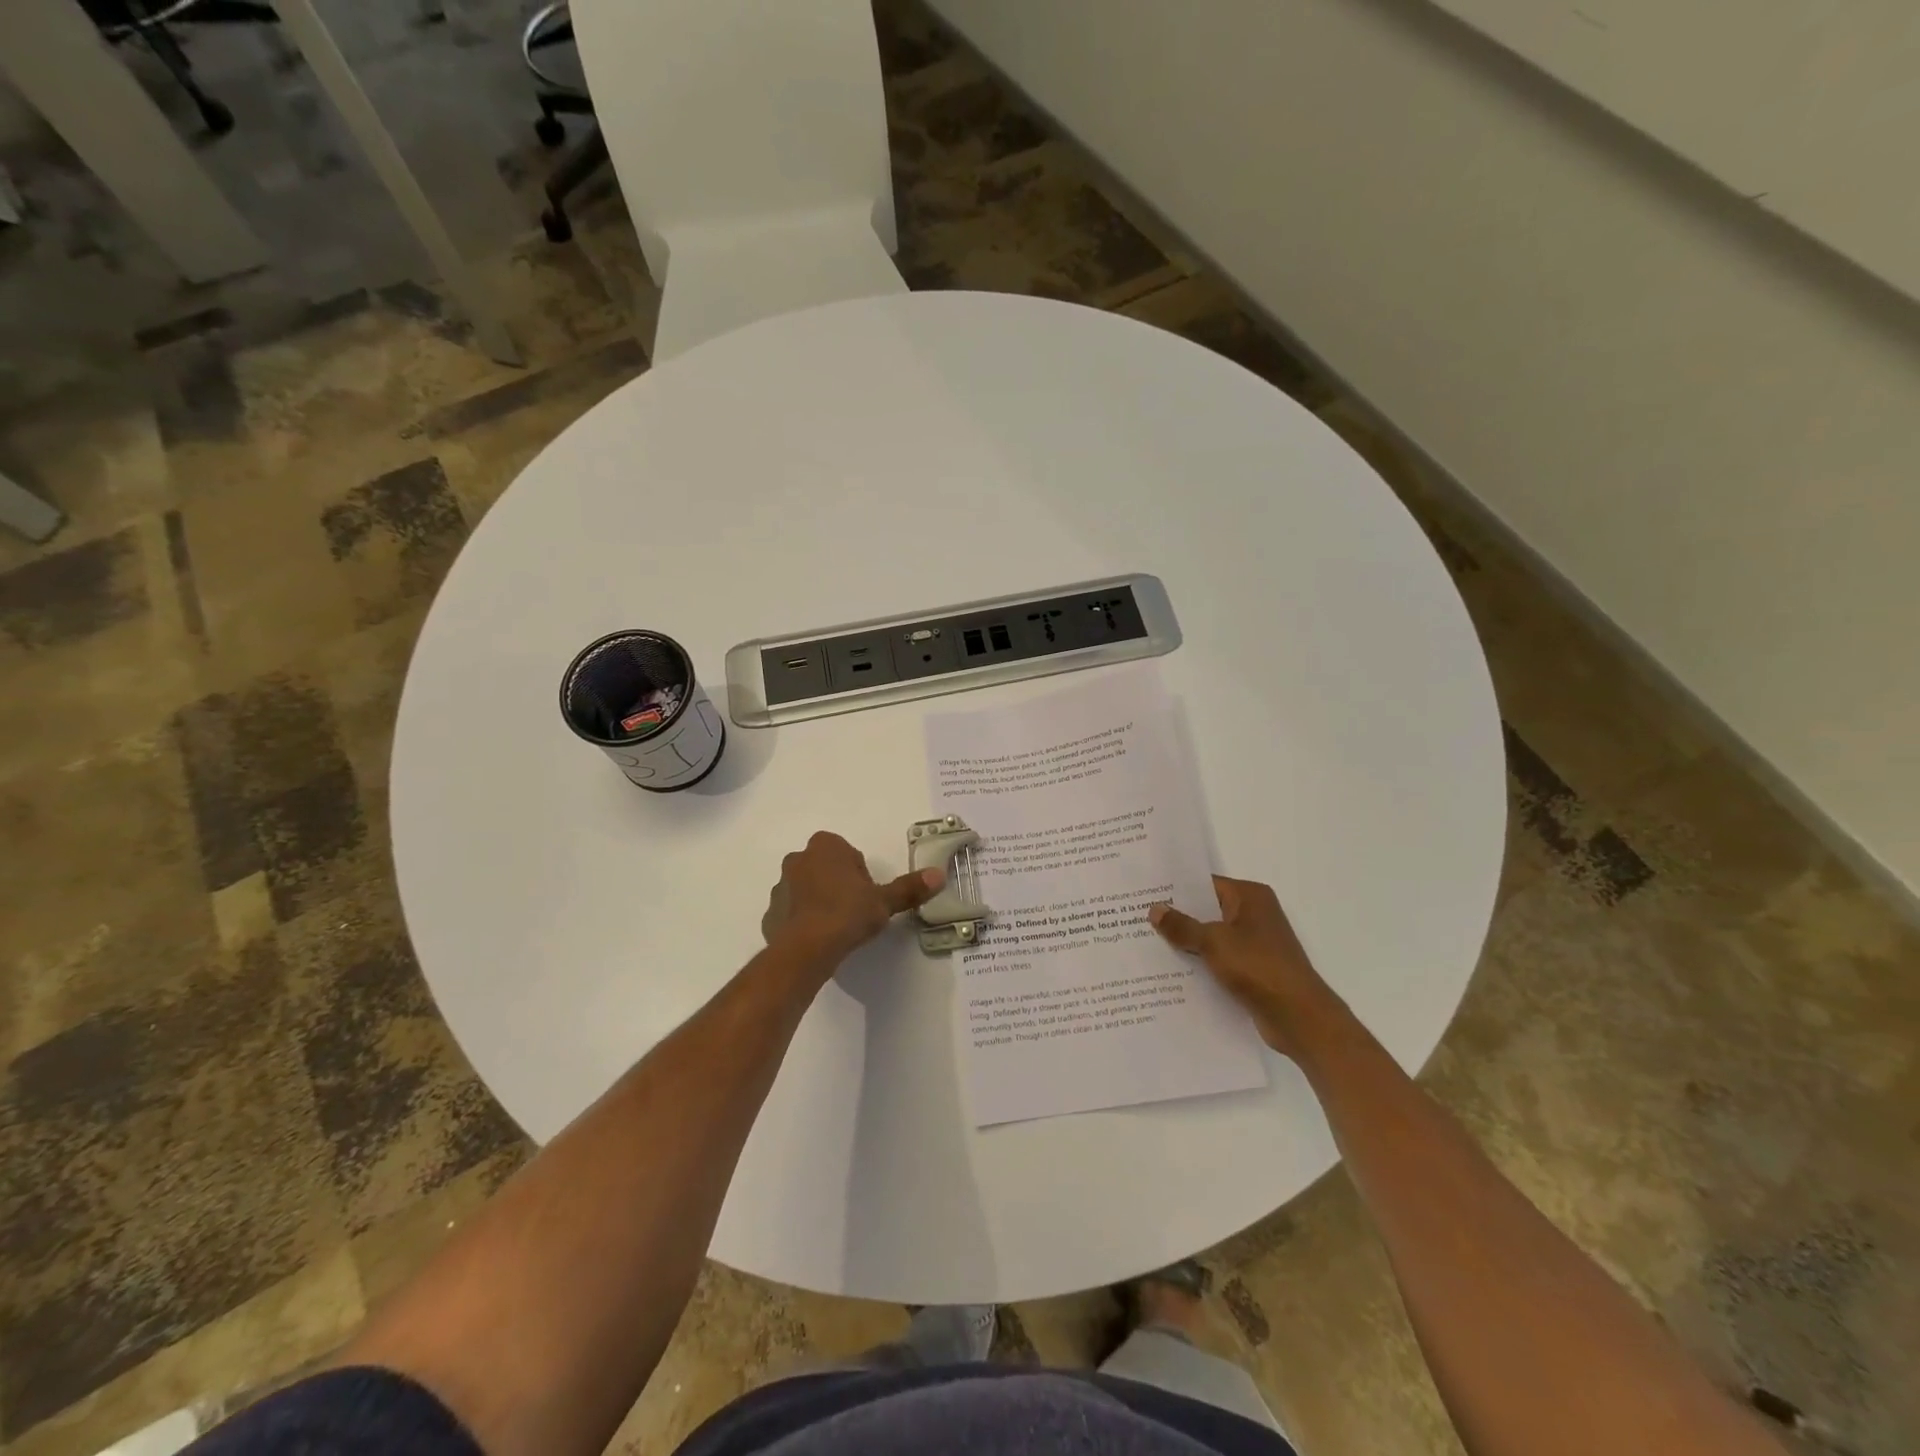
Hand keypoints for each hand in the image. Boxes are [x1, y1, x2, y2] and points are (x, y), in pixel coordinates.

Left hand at [762, 831, 943, 967]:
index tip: (867, 897)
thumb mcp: (884, 901)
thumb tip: (938, 875)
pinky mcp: (770, 913)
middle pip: (827, 868)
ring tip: (837, 928)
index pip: (849, 854)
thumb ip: (909, 888)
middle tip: (855, 912)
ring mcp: (780, 886)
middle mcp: (798, 858)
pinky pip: (792, 913)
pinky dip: (803, 922)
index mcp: (825, 846)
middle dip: (839, 885)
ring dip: (820, 902)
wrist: (807, 948)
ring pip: (807, 889)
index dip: (861, 876)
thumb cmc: (847, 913)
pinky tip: (818, 940)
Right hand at [1149, 877, 1342, 1057]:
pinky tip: (1171, 971)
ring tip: (1147, 943)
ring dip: (1187, 942)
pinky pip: (1219, 959)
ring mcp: (1255, 943)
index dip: (1175, 888)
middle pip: (1207, 910)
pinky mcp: (1253, 969)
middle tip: (1137, 917)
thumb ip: (1182, 926)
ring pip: (1211, 937)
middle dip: (1177, 916)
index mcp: (1250, 897)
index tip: (1144, 893)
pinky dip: (1200, 963)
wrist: (1299, 1018)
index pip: (1205, 884)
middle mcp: (1254, 914)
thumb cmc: (1258, 967)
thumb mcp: (1213, 942)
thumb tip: (1154, 909)